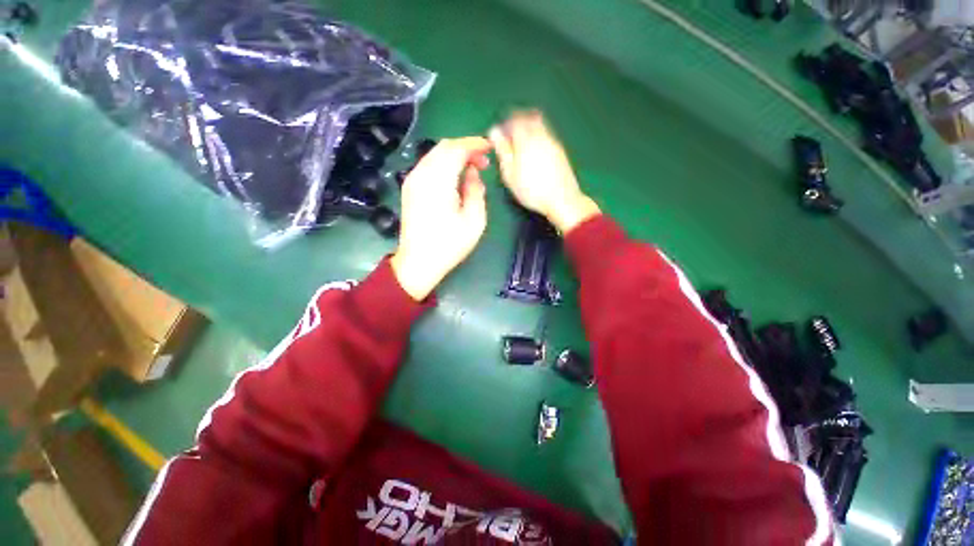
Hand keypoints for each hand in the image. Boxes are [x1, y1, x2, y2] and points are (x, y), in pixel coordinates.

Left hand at [391, 137, 490, 300]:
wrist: (418, 262)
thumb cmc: (449, 244)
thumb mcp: (474, 220)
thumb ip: (476, 190)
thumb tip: (472, 173)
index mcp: (438, 181)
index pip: (456, 149)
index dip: (474, 144)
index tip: (490, 148)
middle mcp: (421, 174)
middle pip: (444, 147)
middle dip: (465, 148)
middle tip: (483, 162)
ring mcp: (412, 180)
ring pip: (434, 154)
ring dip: (454, 156)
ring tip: (471, 169)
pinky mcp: (409, 188)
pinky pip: (428, 165)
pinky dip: (443, 164)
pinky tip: (454, 177)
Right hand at [489, 111, 599, 233]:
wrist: (562, 199)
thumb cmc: (531, 190)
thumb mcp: (510, 174)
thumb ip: (502, 150)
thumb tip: (494, 131)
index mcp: (526, 139)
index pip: (514, 119)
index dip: (505, 124)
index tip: (500, 134)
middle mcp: (541, 135)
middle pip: (529, 118)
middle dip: (518, 122)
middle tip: (511, 136)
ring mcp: (553, 142)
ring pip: (540, 125)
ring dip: (529, 129)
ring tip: (521, 146)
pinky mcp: (560, 151)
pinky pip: (547, 136)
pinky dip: (538, 138)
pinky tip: (535, 154)